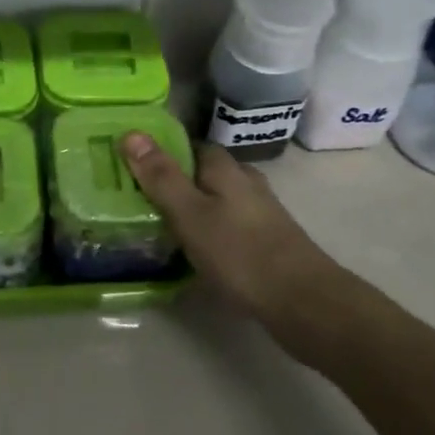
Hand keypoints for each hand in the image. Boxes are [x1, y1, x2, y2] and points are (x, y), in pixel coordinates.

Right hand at [119, 134, 356, 345]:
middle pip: (204, 173)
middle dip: (176, 182)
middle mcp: (246, 183)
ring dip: (193, 208)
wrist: (302, 302)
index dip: (162, 152)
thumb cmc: (240, 253)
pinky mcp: (267, 241)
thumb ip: (161, 176)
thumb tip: (131, 132)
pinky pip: (228, 225)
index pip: (190, 146)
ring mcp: (261, 213)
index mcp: (226, 169)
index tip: (132, 166)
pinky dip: (209, 231)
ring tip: (160, 226)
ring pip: (217, 200)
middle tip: (139, 199)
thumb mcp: (189, 214)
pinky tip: (195, 251)